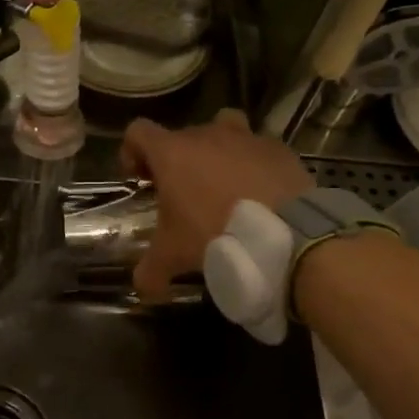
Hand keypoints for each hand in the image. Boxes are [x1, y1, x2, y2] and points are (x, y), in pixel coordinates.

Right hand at [120, 109, 314, 299]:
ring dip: (217, 150)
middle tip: (181, 193)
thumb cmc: (216, 233)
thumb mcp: (173, 257)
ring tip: (222, 182)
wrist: (286, 232)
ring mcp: (246, 138)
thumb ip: (150, 271)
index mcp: (172, 153)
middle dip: (177, 159)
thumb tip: (143, 289)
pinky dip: (253, 164)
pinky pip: (258, 148)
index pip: (137, 131)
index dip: (132, 151)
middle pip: (181, 135)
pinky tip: (258, 192)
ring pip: (223, 128)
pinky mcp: (278, 148)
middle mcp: (206, 135)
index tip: (140, 178)